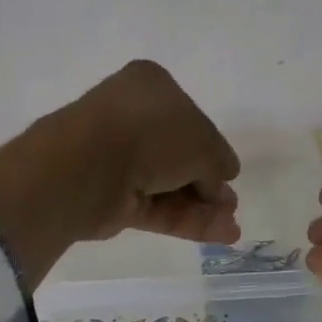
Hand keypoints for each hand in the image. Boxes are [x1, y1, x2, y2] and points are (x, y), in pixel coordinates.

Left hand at [0, 61, 240, 284]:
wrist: (90, 167)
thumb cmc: (149, 133)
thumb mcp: (201, 140)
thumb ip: (216, 161)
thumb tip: (223, 180)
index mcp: (151, 87)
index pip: (190, 120)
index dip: (212, 149)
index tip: (229, 174)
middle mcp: (134, 121)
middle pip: (180, 157)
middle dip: (208, 184)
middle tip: (230, 206)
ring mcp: (122, 163)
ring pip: (171, 187)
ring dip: (203, 208)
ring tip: (231, 227)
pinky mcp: (116, 201)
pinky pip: (158, 210)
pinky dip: (188, 222)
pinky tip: (220, 234)